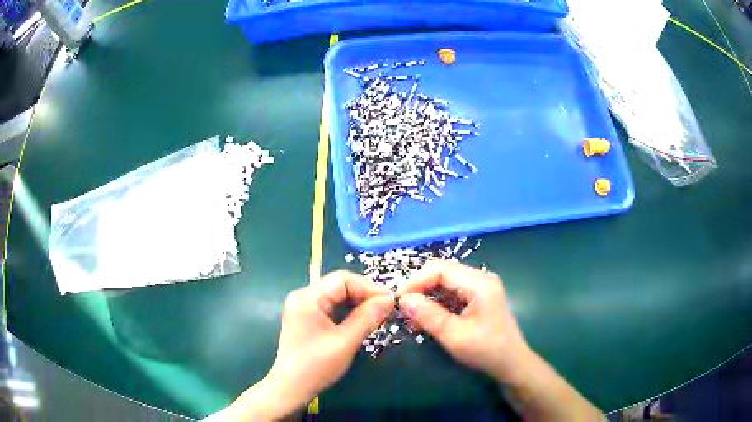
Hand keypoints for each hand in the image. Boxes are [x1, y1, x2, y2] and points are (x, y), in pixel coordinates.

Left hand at [227, 271, 394, 420]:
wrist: (290, 388)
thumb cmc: (316, 366)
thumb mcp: (346, 342)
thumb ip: (367, 318)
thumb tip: (389, 299)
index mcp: (308, 298)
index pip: (343, 279)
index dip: (368, 288)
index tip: (390, 301)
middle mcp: (303, 296)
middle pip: (339, 286)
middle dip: (364, 295)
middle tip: (387, 309)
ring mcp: (303, 307)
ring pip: (337, 296)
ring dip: (358, 304)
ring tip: (378, 315)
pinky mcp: (306, 318)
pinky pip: (331, 307)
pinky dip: (348, 312)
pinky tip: (362, 321)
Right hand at [398, 261, 529, 383]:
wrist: (511, 363)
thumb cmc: (486, 350)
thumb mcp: (454, 336)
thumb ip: (429, 315)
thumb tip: (404, 299)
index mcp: (480, 284)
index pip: (441, 269)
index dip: (417, 281)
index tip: (400, 299)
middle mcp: (482, 278)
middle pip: (443, 272)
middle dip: (421, 288)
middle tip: (404, 309)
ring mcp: (482, 287)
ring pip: (446, 282)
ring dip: (427, 297)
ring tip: (412, 317)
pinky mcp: (479, 297)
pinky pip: (453, 292)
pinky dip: (437, 303)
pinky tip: (427, 319)